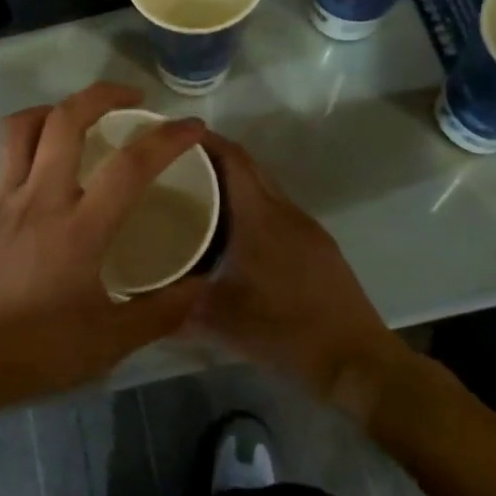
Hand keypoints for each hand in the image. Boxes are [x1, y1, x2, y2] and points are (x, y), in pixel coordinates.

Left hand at [0, 82, 208, 429]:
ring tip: (78, 118)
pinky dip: (28, 150)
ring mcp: (1, 198)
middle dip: (102, 94)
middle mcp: (39, 198)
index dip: (167, 139)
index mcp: (78, 228)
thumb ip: (159, 313)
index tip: (192, 126)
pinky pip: (4, 160)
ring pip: (22, 127)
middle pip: (66, 119)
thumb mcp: (108, 344)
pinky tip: (41, 176)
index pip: (130, 166)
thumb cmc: (34, 352)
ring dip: (54, 109)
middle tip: (131, 98)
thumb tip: (201, 287)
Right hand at [195, 133, 410, 418]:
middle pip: (248, 166)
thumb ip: (176, 304)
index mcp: (260, 216)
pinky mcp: (317, 245)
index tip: (171, 136)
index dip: (203, 140)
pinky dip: (251, 205)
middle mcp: (284, 210)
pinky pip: (276, 209)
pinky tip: (232, 232)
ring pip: (263, 187)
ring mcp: (306, 226)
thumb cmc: (285, 330)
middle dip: (212, 157)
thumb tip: (139, 297)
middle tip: (173, 165)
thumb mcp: (220, 319)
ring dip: (233, 183)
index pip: (232, 157)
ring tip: (195, 195)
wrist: (356, 359)